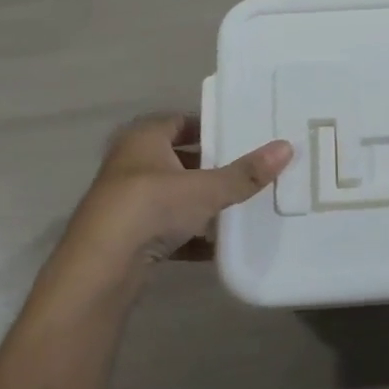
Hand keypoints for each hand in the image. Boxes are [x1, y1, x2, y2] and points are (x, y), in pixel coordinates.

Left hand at [55, 114, 291, 276]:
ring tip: (238, 205)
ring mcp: (126, 202)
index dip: (209, 126)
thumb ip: (245, 173)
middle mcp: (130, 164)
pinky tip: (217, 246)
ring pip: (172, 195)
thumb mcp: (205, 189)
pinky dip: (189, 235)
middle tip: (246, 170)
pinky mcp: (127, 236)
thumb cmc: (150, 207)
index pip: (180, 121)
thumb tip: (287, 147)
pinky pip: (166, 229)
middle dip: (209, 166)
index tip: (240, 135)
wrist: (101, 267)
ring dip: (199, 203)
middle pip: (178, 159)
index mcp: (143, 139)